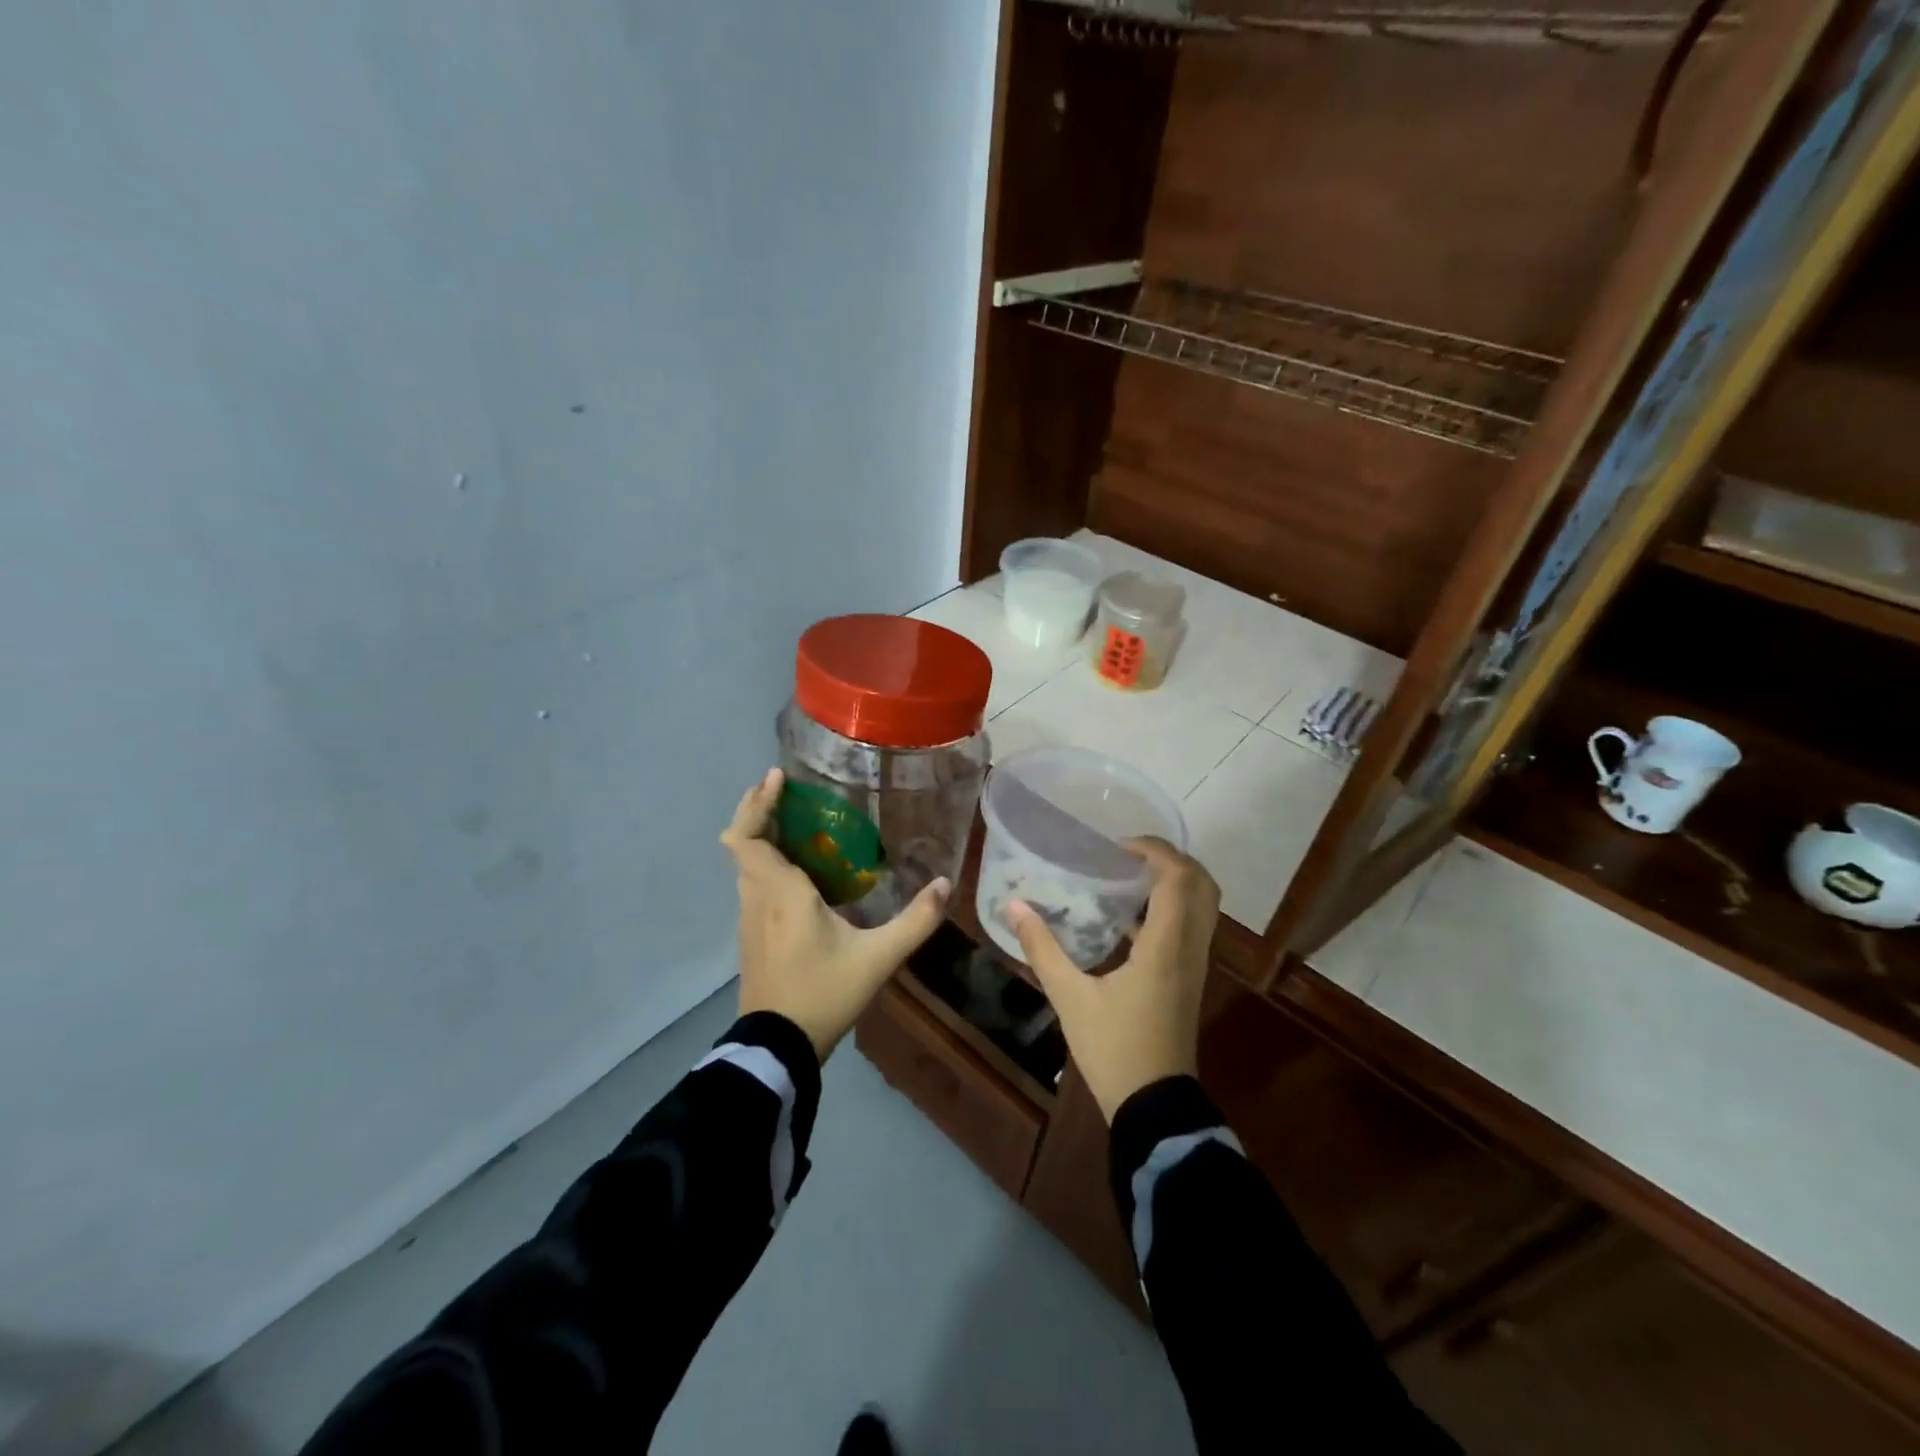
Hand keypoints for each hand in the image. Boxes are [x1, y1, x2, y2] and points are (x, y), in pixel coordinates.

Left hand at [721, 768, 949, 1060]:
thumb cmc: (824, 994)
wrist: (778, 1048)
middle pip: (742, 843)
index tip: (776, 778)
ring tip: (798, 823)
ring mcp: (749, 919)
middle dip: (759, 811)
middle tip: (789, 790)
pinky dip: (766, 864)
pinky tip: (798, 872)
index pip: (748, 838)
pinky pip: (753, 885)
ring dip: (762, 837)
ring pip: (745, 865)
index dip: (756, 804)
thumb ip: (915, 921)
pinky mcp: (751, 937)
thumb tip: (945, 885)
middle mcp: (758, 898)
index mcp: (782, 893)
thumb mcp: (878, 958)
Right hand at [1005, 838, 1218, 1122]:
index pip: (1178, 879)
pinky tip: (1128, 917)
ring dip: (1174, 882)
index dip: (1155, 851)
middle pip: (1203, 886)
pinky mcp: (1189, 979)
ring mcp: (1195, 965)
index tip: (1118, 846)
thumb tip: (1013, 906)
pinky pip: (1191, 927)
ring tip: (1128, 876)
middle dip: (1172, 860)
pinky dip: (1170, 907)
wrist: (1154, 1105)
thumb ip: (1042, 948)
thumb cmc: (1113, 1048)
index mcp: (1166, 947)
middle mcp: (1190, 949)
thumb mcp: (1070, 997)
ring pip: (1202, 906)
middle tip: (1130, 855)